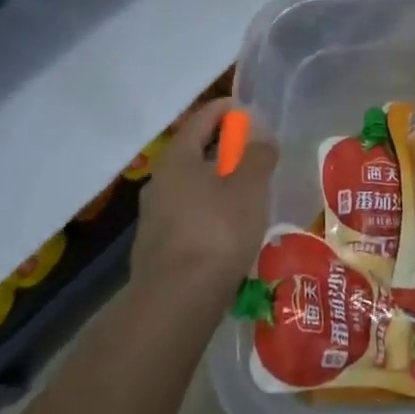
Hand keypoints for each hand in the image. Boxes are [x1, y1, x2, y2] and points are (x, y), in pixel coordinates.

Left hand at [131, 98, 277, 301]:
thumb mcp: (248, 188)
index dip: (226, 110)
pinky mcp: (158, 249)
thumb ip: (257, 155)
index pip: (200, 120)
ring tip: (248, 194)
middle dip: (224, 149)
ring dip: (218, 183)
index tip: (249, 111)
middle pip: (194, 153)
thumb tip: (260, 134)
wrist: (176, 303)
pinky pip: (189, 216)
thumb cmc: (216, 233)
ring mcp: (154, 218)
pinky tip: (230, 230)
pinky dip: (210, 212)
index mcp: (177, 160)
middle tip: (254, 153)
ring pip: (191, 187)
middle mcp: (159, 183)